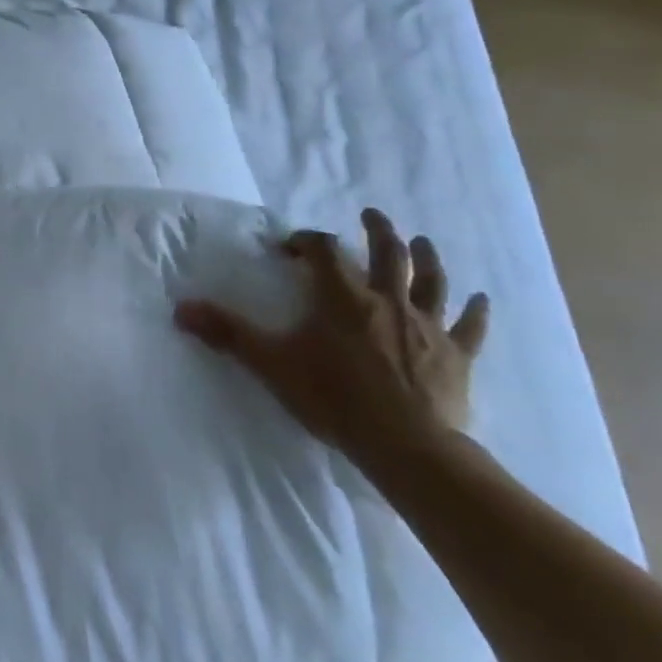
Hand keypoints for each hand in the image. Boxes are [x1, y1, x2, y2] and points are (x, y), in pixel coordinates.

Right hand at [176, 208, 489, 472]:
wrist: (407, 446)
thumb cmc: (334, 398)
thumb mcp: (271, 363)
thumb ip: (228, 333)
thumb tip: (180, 308)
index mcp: (343, 297)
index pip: (324, 251)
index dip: (307, 242)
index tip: (291, 247)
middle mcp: (388, 300)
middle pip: (388, 253)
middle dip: (378, 230)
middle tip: (371, 215)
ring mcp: (427, 326)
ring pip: (432, 280)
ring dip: (427, 257)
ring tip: (421, 241)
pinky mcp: (456, 355)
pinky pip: (470, 327)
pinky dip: (475, 311)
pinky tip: (481, 299)